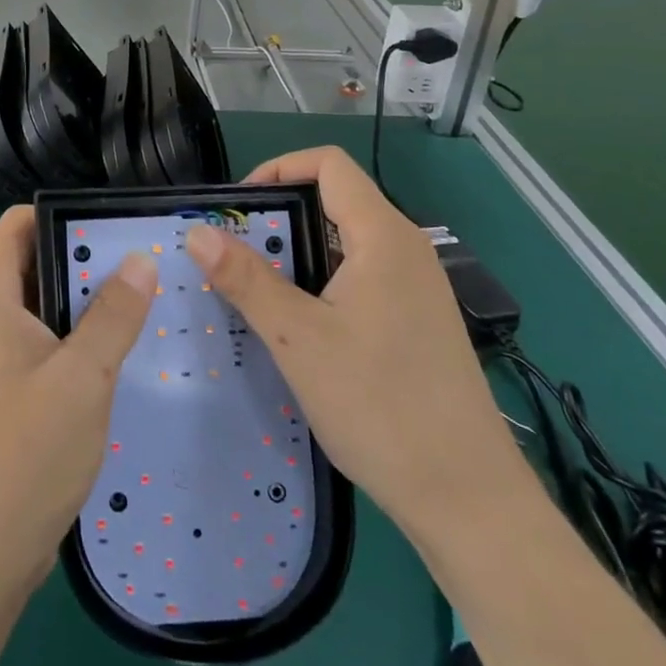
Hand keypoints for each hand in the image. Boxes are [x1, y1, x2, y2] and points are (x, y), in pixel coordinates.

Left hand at [0, 206, 157, 598]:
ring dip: (79, 303)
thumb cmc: (25, 455)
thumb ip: (114, 314)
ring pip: (34, 305)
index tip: (113, 229)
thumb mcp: (84, 378)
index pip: (17, 224)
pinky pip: (31, 342)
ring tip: (136, 306)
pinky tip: (109, 357)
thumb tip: (140, 259)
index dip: (63, 215)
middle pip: (29, 261)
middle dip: (81, 260)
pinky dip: (66, 338)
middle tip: (140, 268)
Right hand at [184, 146, 521, 532]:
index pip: (327, 164)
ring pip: (345, 242)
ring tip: (258, 293)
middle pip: (334, 201)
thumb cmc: (380, 406)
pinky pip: (361, 276)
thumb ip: (246, 279)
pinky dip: (322, 282)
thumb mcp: (299, 339)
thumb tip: (197, 230)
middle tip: (236, 257)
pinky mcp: (418, 320)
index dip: (278, 169)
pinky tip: (300, 327)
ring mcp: (417, 286)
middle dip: (279, 219)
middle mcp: (405, 248)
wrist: (469, 501)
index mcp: (383, 236)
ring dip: (297, 254)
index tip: (239, 209)